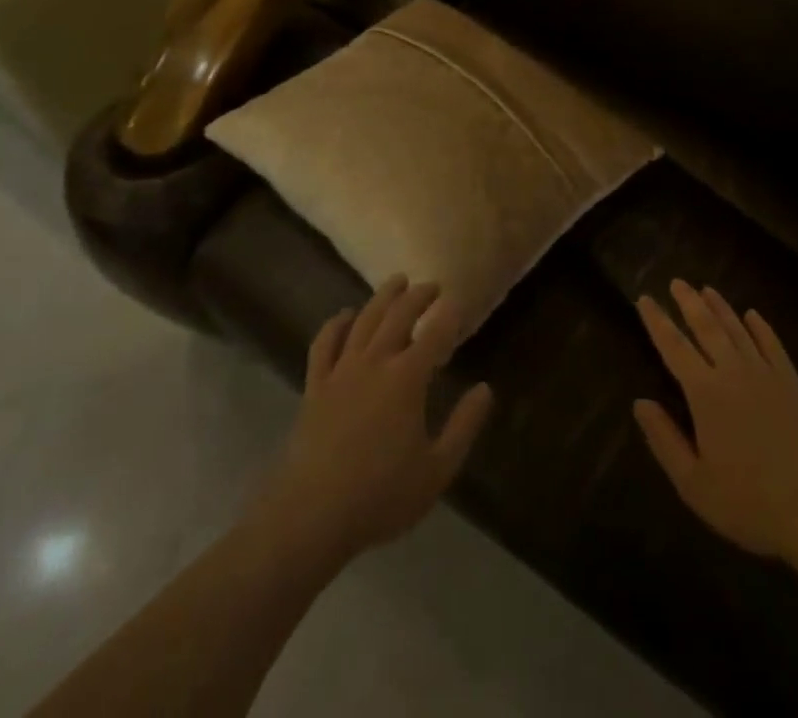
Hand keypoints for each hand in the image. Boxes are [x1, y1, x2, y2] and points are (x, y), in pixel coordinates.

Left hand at [260, 276, 493, 563]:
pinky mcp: (315, 385)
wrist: (312, 515)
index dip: (449, 315)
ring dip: (383, 297)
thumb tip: (485, 389)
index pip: (434, 334)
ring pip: (364, 320)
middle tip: (432, 286)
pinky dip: (336, 324)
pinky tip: (345, 315)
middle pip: (398, 316)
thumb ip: (464, 426)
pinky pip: (325, 343)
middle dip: (418, 296)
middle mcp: (375, 362)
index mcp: (407, 378)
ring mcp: (341, 370)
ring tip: (397, 282)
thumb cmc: (381, 495)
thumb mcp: (437, 470)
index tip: (458, 302)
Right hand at [634, 280, 797, 563]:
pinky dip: (760, 327)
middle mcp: (733, 372)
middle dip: (688, 302)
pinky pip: (772, 345)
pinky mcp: (792, 384)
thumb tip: (640, 403)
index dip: (657, 321)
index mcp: (705, 393)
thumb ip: (664, 440)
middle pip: (706, 327)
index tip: (645, 299)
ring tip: (706, 289)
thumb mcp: (694, 484)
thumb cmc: (749, 503)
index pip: (673, 346)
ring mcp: (766, 374)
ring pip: (738, 329)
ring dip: (720, 307)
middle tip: (676, 282)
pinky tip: (752, 315)